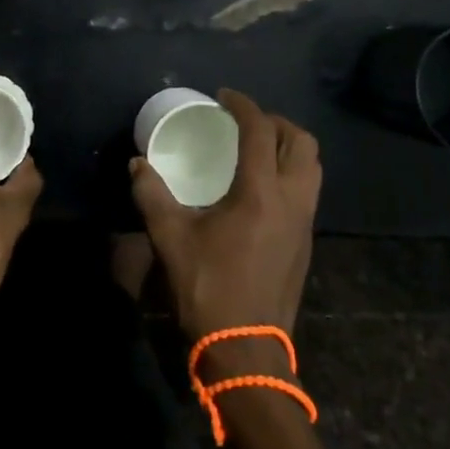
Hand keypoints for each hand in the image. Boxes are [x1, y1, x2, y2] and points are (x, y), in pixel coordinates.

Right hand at [130, 90, 320, 342]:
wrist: (246, 351)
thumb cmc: (209, 288)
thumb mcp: (170, 238)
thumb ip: (152, 194)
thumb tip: (138, 164)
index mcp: (260, 193)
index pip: (260, 132)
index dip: (244, 106)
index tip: (224, 96)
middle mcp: (291, 200)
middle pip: (301, 143)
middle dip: (276, 122)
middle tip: (246, 122)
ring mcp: (304, 223)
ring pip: (312, 167)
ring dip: (288, 147)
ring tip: (257, 148)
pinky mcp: (305, 243)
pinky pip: (308, 191)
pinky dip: (291, 173)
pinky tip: (262, 187)